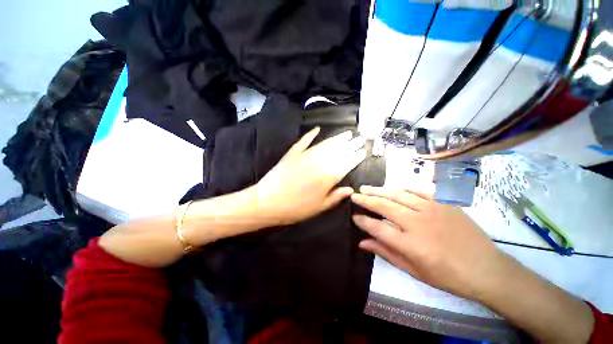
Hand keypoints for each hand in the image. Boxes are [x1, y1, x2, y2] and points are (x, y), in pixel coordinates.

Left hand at [252, 127, 366, 225]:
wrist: (268, 202)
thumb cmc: (296, 208)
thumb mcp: (320, 207)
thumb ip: (337, 196)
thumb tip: (351, 189)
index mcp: (329, 176)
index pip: (348, 163)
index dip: (357, 156)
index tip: (364, 150)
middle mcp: (320, 162)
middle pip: (340, 150)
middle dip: (351, 144)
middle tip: (360, 138)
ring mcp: (306, 155)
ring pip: (326, 143)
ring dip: (337, 137)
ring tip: (347, 133)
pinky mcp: (293, 153)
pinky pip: (304, 141)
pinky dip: (311, 134)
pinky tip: (317, 129)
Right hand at [351, 186, 508, 300]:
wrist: (487, 269)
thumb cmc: (448, 276)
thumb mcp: (414, 271)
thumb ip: (386, 253)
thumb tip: (362, 242)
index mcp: (411, 244)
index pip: (377, 227)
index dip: (362, 221)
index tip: (353, 216)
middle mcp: (418, 223)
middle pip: (384, 206)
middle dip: (365, 200)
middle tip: (354, 195)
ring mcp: (432, 210)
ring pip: (398, 194)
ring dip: (379, 190)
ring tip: (366, 187)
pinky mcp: (444, 203)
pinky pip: (419, 190)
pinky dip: (403, 187)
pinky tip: (393, 187)